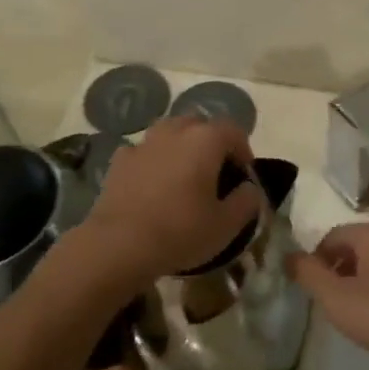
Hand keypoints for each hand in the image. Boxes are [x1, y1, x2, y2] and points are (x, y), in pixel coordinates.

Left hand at [83, 117, 261, 281]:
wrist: (119, 245)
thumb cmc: (181, 231)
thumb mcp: (227, 225)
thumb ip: (247, 201)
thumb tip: (249, 188)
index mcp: (205, 140)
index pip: (233, 131)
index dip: (243, 150)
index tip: (243, 176)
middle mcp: (174, 131)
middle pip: (199, 124)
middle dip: (211, 142)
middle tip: (214, 172)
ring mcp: (143, 143)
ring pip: (169, 132)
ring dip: (181, 147)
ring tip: (183, 176)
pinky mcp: (119, 160)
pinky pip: (144, 152)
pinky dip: (153, 161)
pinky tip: (152, 185)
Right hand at [287, 223, 368, 369]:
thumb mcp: (340, 301)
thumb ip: (310, 277)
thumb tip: (288, 255)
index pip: (331, 237)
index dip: (316, 263)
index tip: (315, 294)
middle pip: (355, 246)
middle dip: (340, 272)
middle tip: (336, 306)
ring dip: (363, 281)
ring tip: (361, 314)